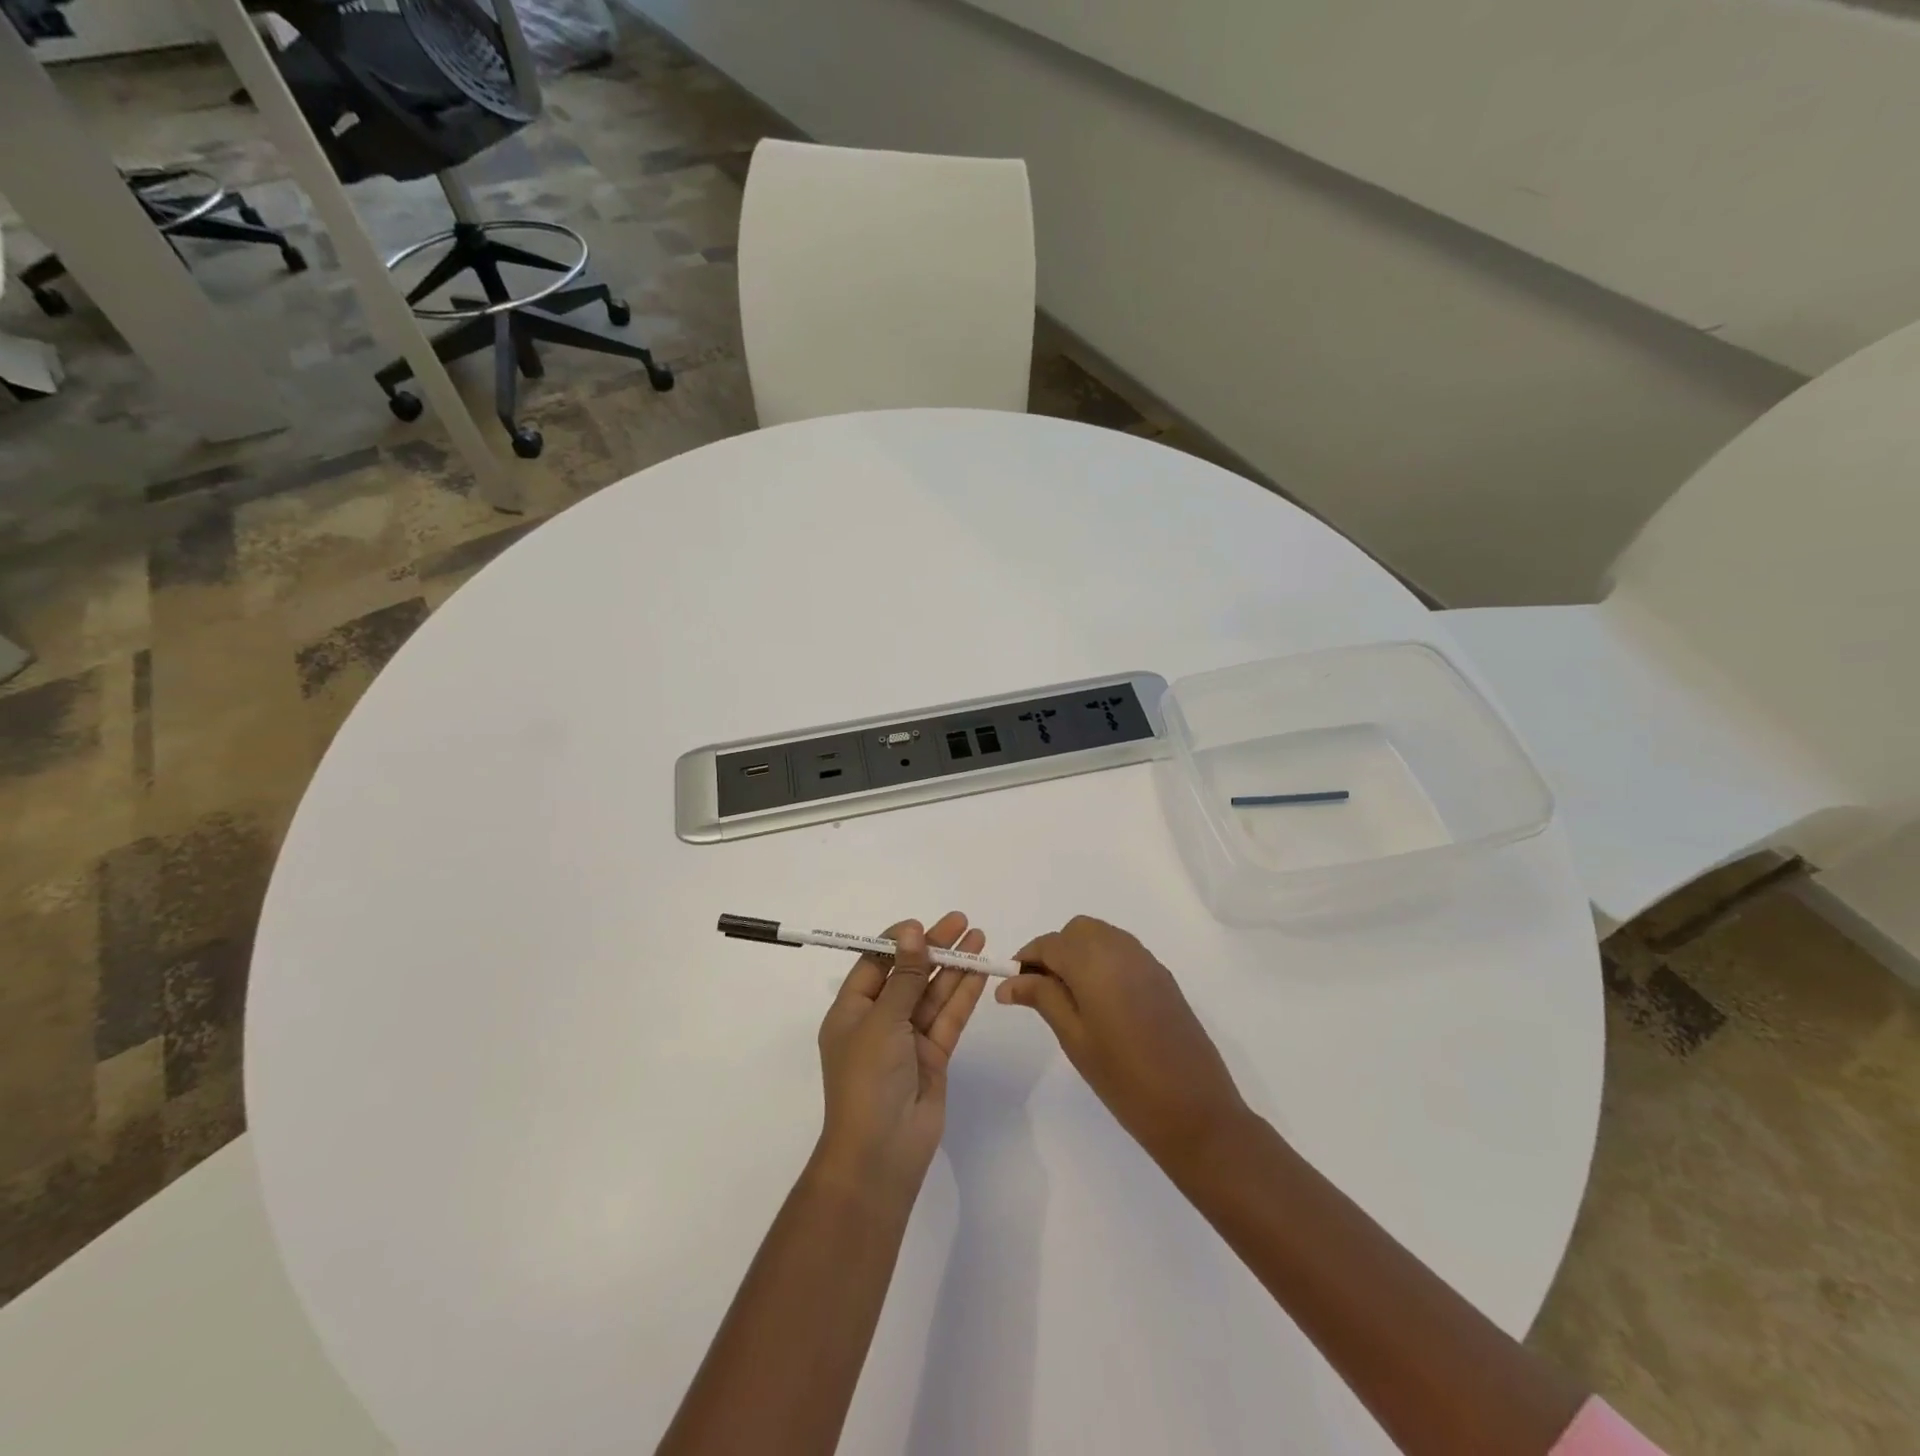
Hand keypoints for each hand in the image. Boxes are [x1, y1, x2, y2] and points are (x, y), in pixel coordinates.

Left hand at [812, 913, 990, 1202]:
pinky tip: (979, 970)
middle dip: (934, 948)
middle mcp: (879, 1021)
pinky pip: (948, 1017)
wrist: (881, 1152)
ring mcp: (908, 1039)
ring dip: (954, 966)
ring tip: (979, 936)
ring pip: (933, 993)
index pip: (875, 964)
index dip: (899, 942)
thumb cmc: (867, 1079)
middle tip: (962, 922)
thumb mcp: (882, 1020)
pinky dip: (963, 994)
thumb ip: (903, 976)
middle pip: (909, 974)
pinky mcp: (933, 1056)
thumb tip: (911, 931)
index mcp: (851, 1011)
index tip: (924, 924)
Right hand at [999, 916, 1247, 1169]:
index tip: (1013, 986)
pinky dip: (1104, 962)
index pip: (1049, 943)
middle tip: (1042, 991)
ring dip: (1080, 954)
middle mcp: (1121, 949)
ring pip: (1102, 937)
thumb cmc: (1124, 1079)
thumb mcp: (1074, 1038)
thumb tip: (1008, 982)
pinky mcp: (1162, 977)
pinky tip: (1102, 1001)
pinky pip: (1123, 952)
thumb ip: (1042, 999)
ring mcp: (1146, 961)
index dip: (1027, 960)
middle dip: (1055, 951)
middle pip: (1077, 931)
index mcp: (1094, 961)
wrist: (1195, 1109)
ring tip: (1070, 998)